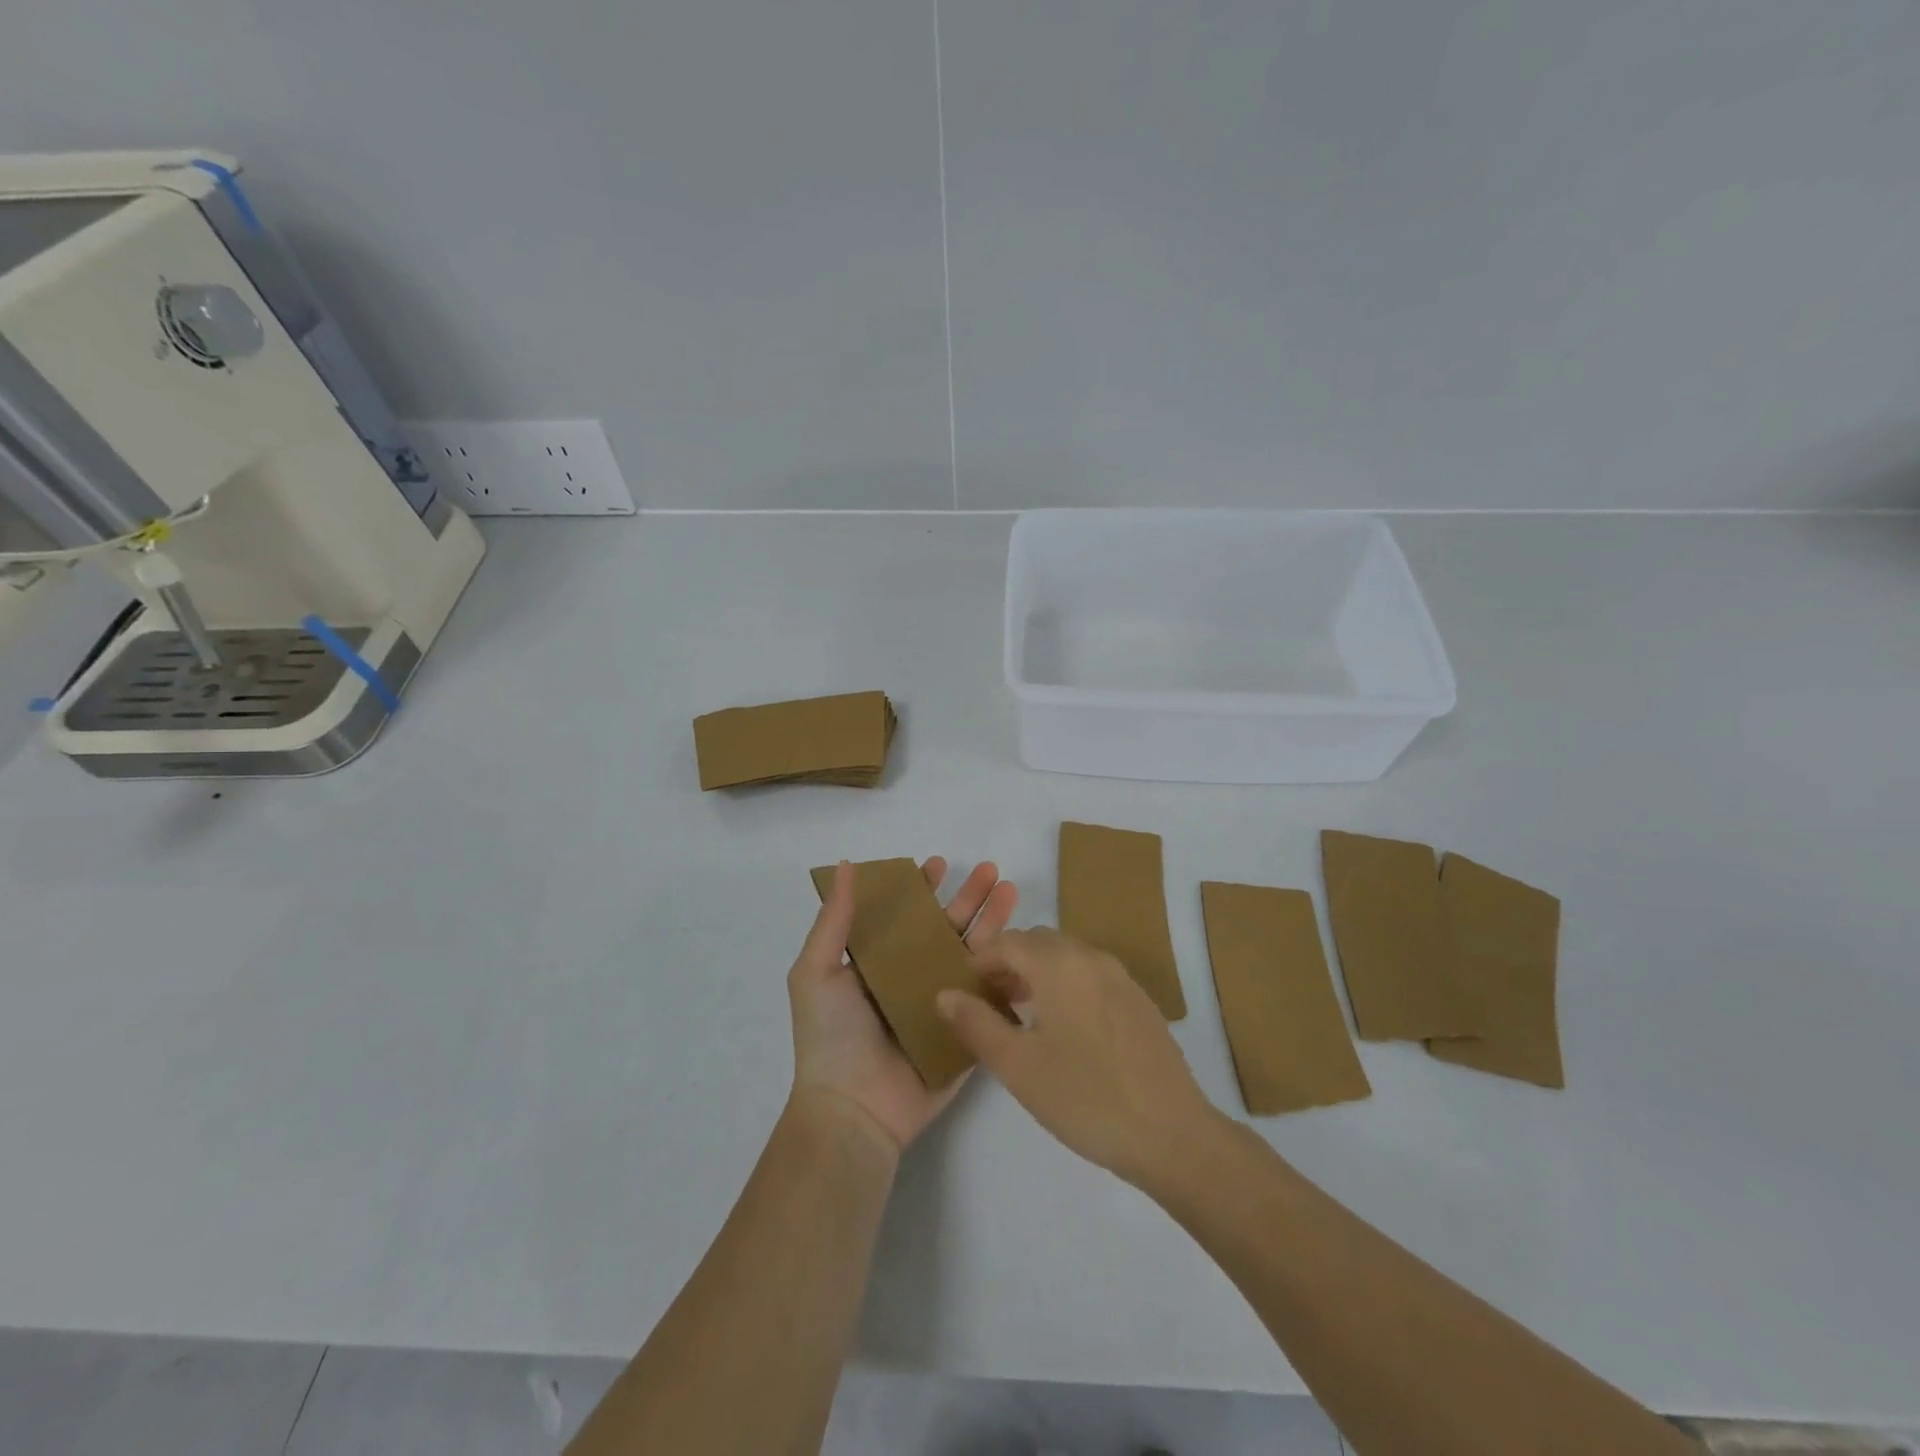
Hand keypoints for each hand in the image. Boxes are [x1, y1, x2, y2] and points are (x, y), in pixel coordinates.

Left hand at [789, 857, 1016, 1154]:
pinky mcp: (965, 1032)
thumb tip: (845, 865)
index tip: (939, 864)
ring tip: (1012, 892)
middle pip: (947, 929)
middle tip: (993, 871)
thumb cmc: (831, 1037)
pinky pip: (990, 998)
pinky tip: (1025, 946)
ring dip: (993, 924)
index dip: (922, 889)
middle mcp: (912, 978)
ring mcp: (942, 1005)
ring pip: (973, 956)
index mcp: (879, 963)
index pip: (906, 916)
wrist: (854, 1111)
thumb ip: (835, 920)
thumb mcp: (816, 971)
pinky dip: (1007, 972)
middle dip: (969, 899)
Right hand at [936, 929, 1217, 1186]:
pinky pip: (1090, 975)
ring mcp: (1120, 977)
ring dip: (1037, 974)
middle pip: (1038, 942)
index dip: (979, 960)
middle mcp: (1091, 957)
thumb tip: (946, 994)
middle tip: (987, 1001)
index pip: (1007, 942)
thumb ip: (976, 1024)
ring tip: (1018, 1015)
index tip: (961, 989)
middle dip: (1007, 963)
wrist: (1172, 1134)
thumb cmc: (1086, 1097)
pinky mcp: (1139, 1000)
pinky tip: (1062, 1029)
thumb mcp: (1017, 1065)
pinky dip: (1065, 985)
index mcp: (1060, 964)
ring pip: (1066, 957)